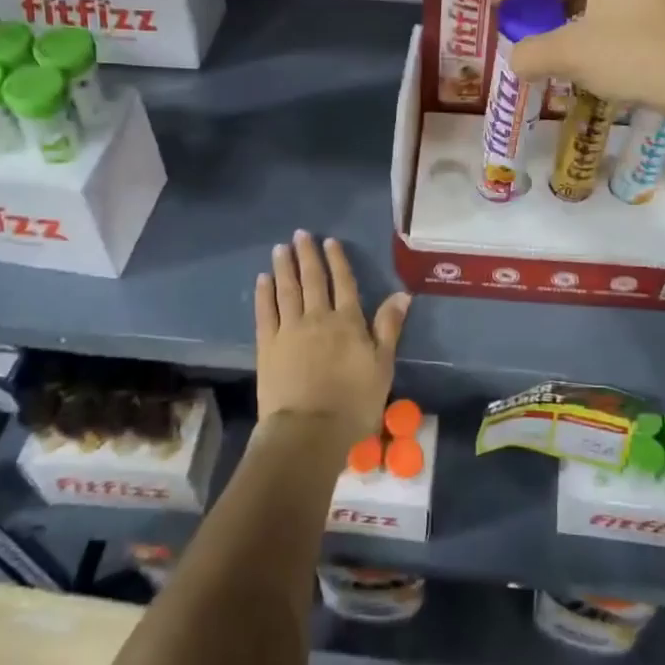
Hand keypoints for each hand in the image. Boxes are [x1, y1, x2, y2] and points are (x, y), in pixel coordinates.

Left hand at [255, 231, 409, 444]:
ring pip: (287, 290)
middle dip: (307, 255)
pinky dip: (264, 293)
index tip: (329, 242)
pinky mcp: (267, 345)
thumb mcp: (382, 365)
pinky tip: (262, 279)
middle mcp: (318, 317)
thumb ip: (389, 327)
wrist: (309, 430)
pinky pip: (265, 312)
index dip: (337, 260)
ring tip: (280, 248)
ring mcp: (289, 329)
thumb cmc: (354, 402)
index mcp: (348, 321)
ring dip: (284, 267)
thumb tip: (402, 294)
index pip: (343, 283)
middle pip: (312, 280)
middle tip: (300, 234)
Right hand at [491, 0, 664, 132]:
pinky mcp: (664, 13)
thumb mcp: (571, 54)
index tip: (494, 5)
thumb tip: (515, 59)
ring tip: (543, 41)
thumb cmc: (634, 54)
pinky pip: (612, 12)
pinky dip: (587, 28)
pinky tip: (579, 55)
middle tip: (517, 22)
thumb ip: (531, 53)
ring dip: (563, 16)